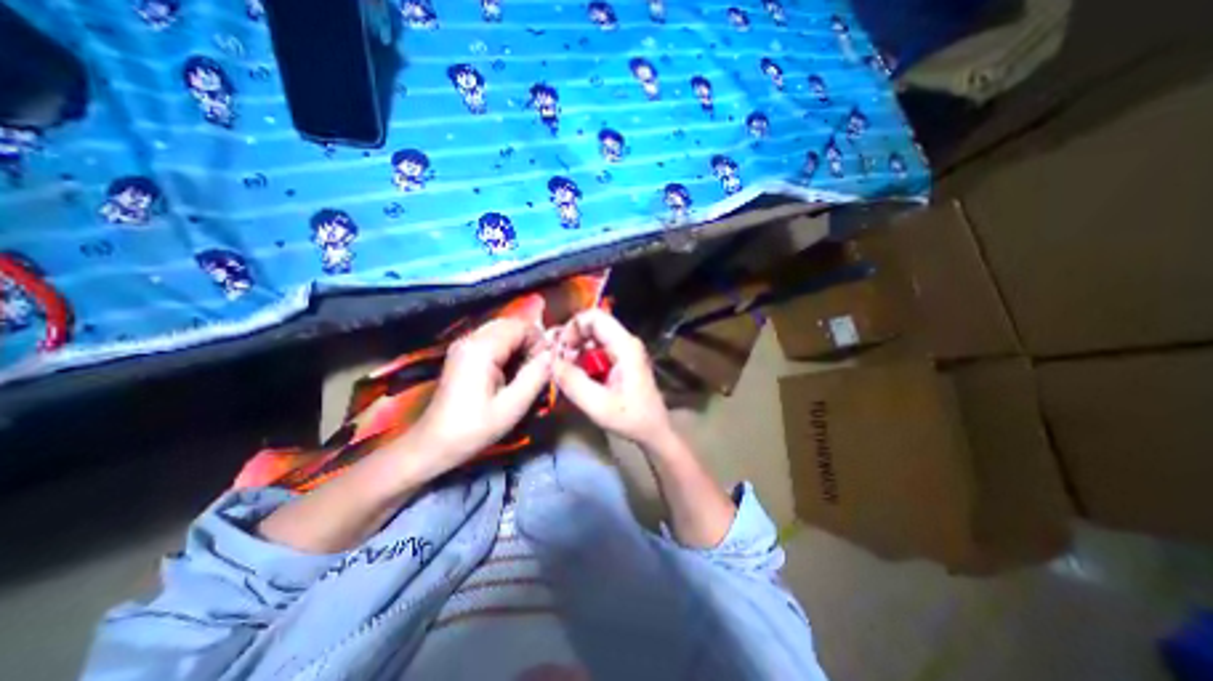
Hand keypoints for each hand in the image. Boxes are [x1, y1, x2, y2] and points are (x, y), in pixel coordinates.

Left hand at [404, 317, 554, 473]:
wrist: (433, 444)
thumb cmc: (473, 428)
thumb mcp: (511, 407)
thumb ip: (535, 377)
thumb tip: (553, 355)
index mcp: (481, 350)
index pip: (520, 326)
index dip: (539, 341)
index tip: (545, 365)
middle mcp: (470, 339)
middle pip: (511, 324)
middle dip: (530, 341)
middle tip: (537, 368)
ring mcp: (464, 344)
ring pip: (502, 330)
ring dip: (519, 345)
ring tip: (525, 370)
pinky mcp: (463, 353)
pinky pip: (492, 339)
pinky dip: (507, 349)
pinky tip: (510, 370)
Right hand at [552, 306, 673, 446]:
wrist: (653, 431)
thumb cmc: (632, 418)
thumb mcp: (599, 405)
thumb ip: (573, 382)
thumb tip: (550, 361)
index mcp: (625, 346)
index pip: (595, 317)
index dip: (573, 327)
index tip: (560, 349)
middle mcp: (625, 342)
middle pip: (592, 326)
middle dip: (571, 340)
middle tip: (558, 361)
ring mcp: (623, 351)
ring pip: (592, 338)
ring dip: (575, 351)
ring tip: (564, 371)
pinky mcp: (619, 360)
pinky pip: (595, 351)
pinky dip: (582, 360)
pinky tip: (576, 377)